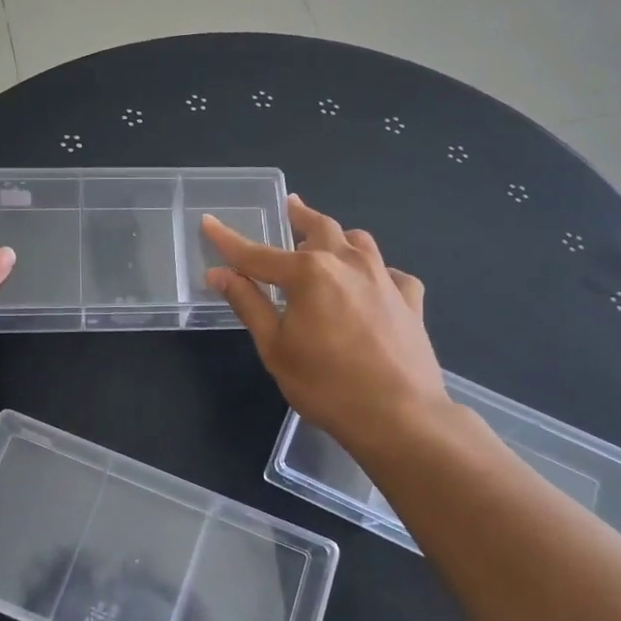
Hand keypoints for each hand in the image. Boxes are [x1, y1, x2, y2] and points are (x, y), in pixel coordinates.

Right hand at [203, 195, 448, 455]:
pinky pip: (392, 273)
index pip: (258, 253)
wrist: (400, 415)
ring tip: (328, 240)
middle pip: (319, 228)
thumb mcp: (275, 347)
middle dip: (299, 215)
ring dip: (339, 237)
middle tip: (290, 205)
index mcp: (308, 272)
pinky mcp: (410, 301)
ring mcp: (385, 278)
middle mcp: (348, 263)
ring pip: (359, 242)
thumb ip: (248, 304)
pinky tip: (373, 284)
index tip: (209, 223)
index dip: (229, 240)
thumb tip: (219, 273)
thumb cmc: (326, 384)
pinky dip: (377, 271)